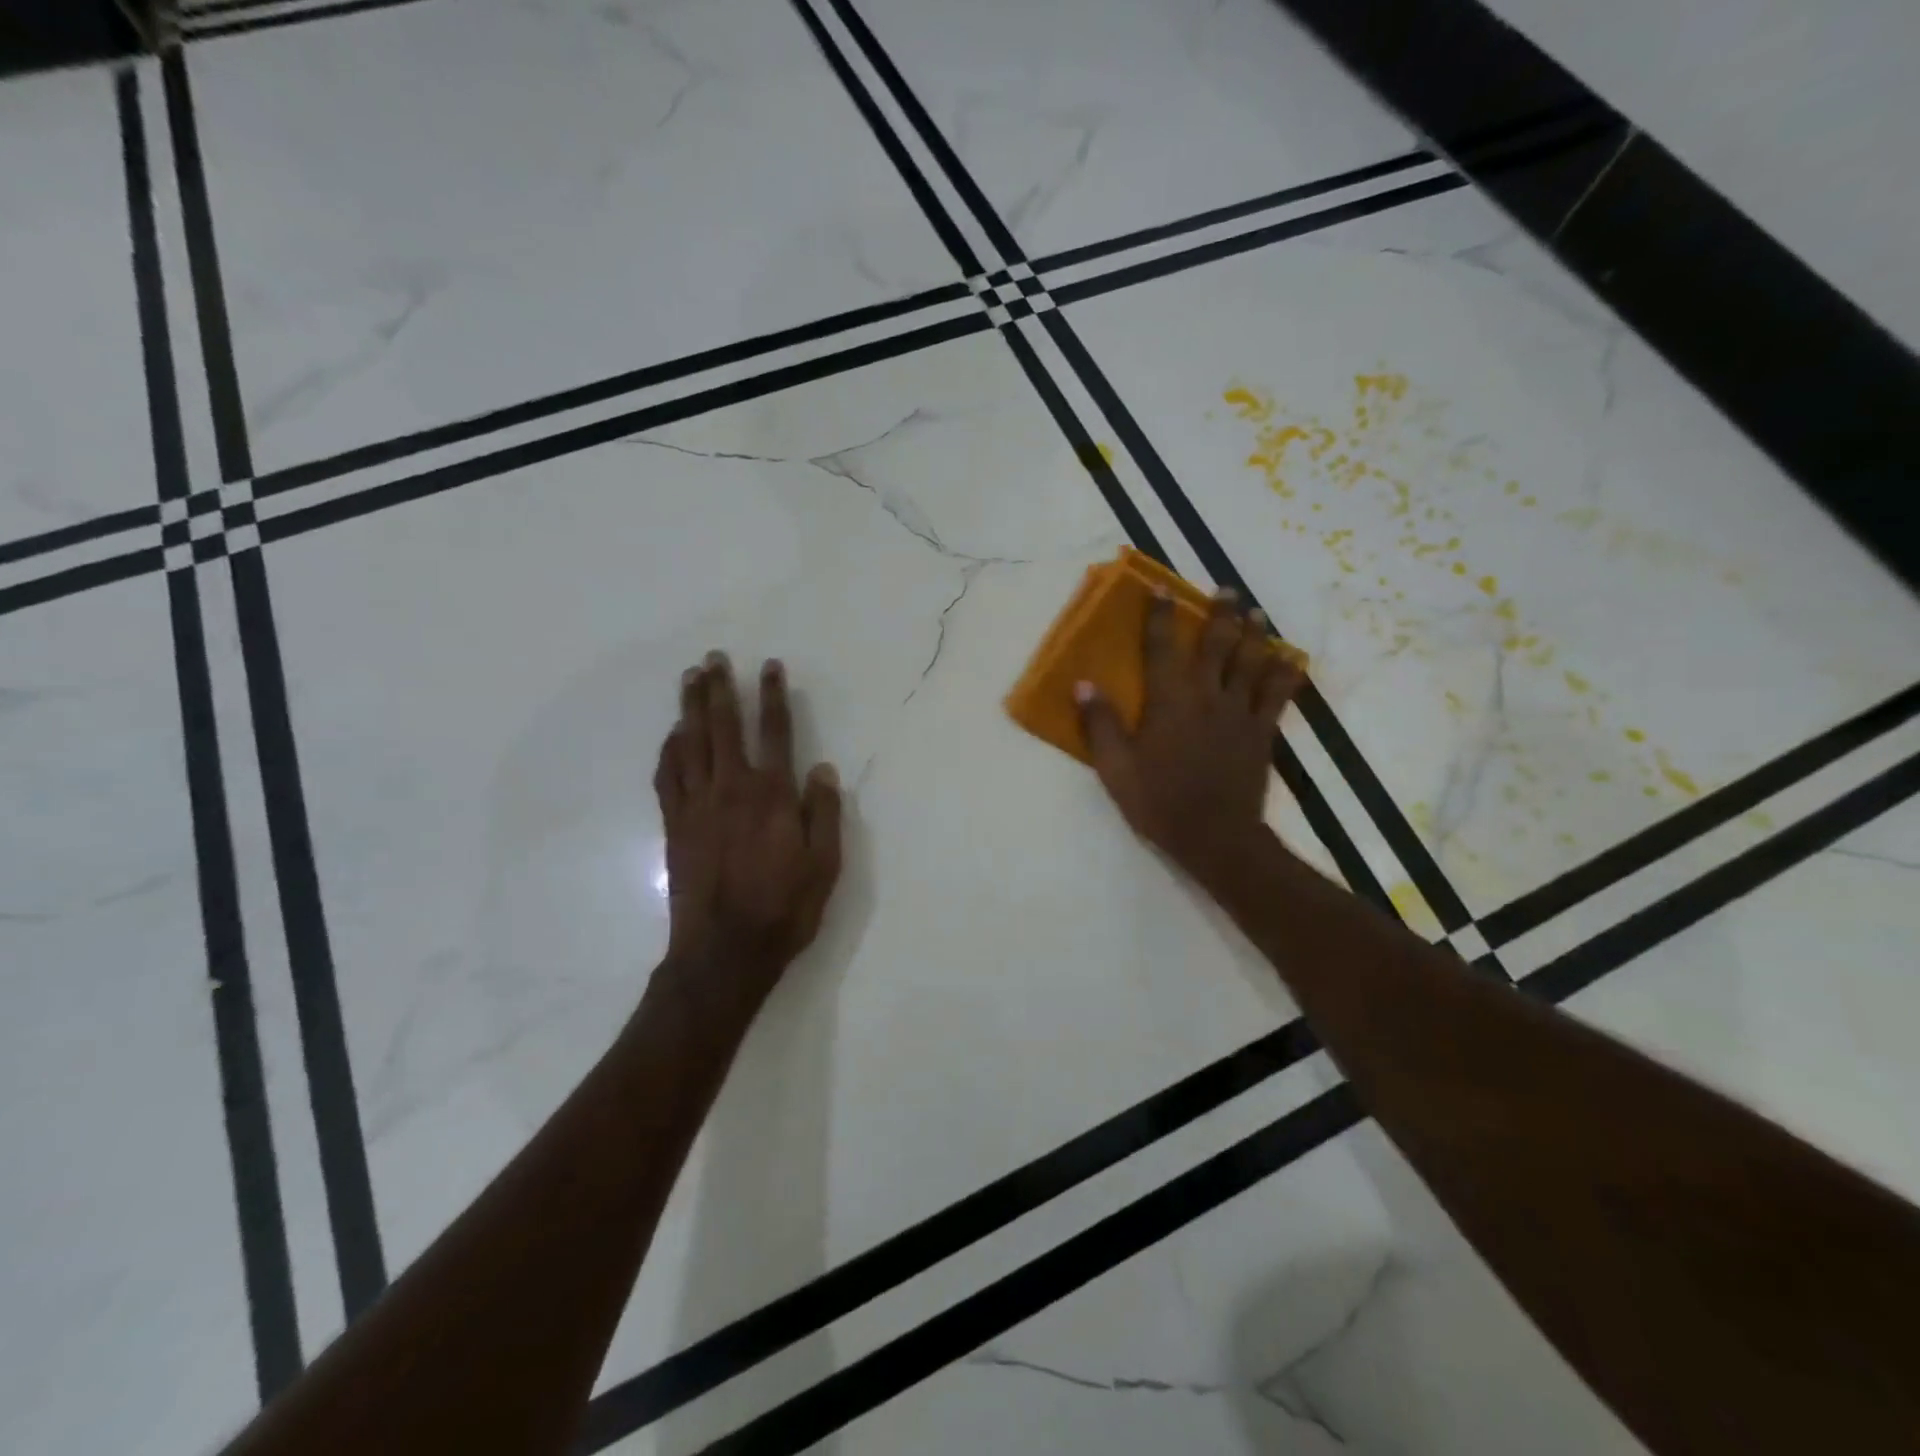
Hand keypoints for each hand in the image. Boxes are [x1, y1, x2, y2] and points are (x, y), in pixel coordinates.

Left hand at [650, 653, 842, 1033]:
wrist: (724, 952)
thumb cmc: (784, 909)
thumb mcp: (825, 866)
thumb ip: (824, 814)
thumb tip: (821, 769)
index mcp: (773, 796)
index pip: (775, 732)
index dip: (773, 696)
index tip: (769, 667)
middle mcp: (732, 789)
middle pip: (724, 727)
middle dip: (721, 689)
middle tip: (714, 658)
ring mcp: (697, 806)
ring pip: (691, 744)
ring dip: (691, 708)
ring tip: (690, 679)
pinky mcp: (675, 826)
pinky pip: (668, 776)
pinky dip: (670, 750)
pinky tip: (672, 735)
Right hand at [1076, 589, 1303, 891]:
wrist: (1214, 836)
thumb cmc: (1158, 801)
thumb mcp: (1115, 768)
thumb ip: (1100, 723)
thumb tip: (1082, 684)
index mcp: (1169, 701)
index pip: (1161, 648)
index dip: (1160, 617)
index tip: (1161, 590)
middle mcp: (1207, 696)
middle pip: (1216, 645)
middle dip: (1221, 614)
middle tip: (1226, 591)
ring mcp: (1239, 713)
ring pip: (1251, 663)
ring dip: (1255, 635)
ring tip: (1258, 614)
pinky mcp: (1261, 732)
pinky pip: (1278, 696)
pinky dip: (1286, 675)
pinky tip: (1293, 661)